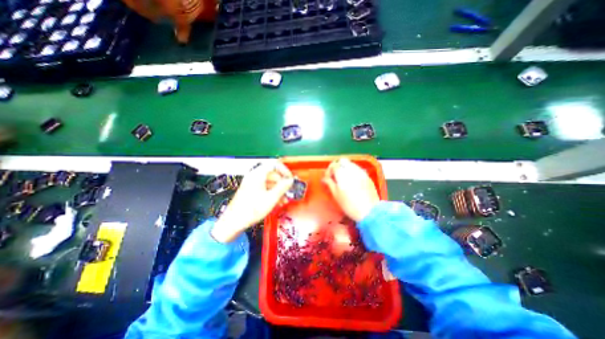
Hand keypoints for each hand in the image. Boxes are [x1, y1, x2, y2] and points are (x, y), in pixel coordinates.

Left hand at [211, 162, 292, 242]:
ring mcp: (252, 183)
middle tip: (289, 191)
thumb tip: (291, 180)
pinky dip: (272, 193)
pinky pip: (264, 187)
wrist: (233, 222)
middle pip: (272, 174)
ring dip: (278, 189)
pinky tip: (277, 202)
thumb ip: (283, 187)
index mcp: (258, 174)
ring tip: (285, 200)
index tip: (291, 179)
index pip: (274, 164)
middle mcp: (254, 176)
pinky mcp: (251, 190)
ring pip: (269, 182)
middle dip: (282, 182)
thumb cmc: (252, 209)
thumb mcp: (271, 198)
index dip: (284, 170)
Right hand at [321, 159, 376, 222]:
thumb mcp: (336, 195)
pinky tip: (352, 181)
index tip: (328, 179)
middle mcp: (351, 169)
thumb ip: (329, 183)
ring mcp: (361, 171)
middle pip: (342, 160)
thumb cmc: (349, 205)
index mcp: (342, 173)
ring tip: (344, 178)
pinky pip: (357, 169)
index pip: (333, 165)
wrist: (369, 211)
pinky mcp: (367, 176)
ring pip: (351, 163)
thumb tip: (324, 179)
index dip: (329, 171)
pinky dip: (352, 171)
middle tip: (335, 176)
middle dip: (337, 166)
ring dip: (345, 167)